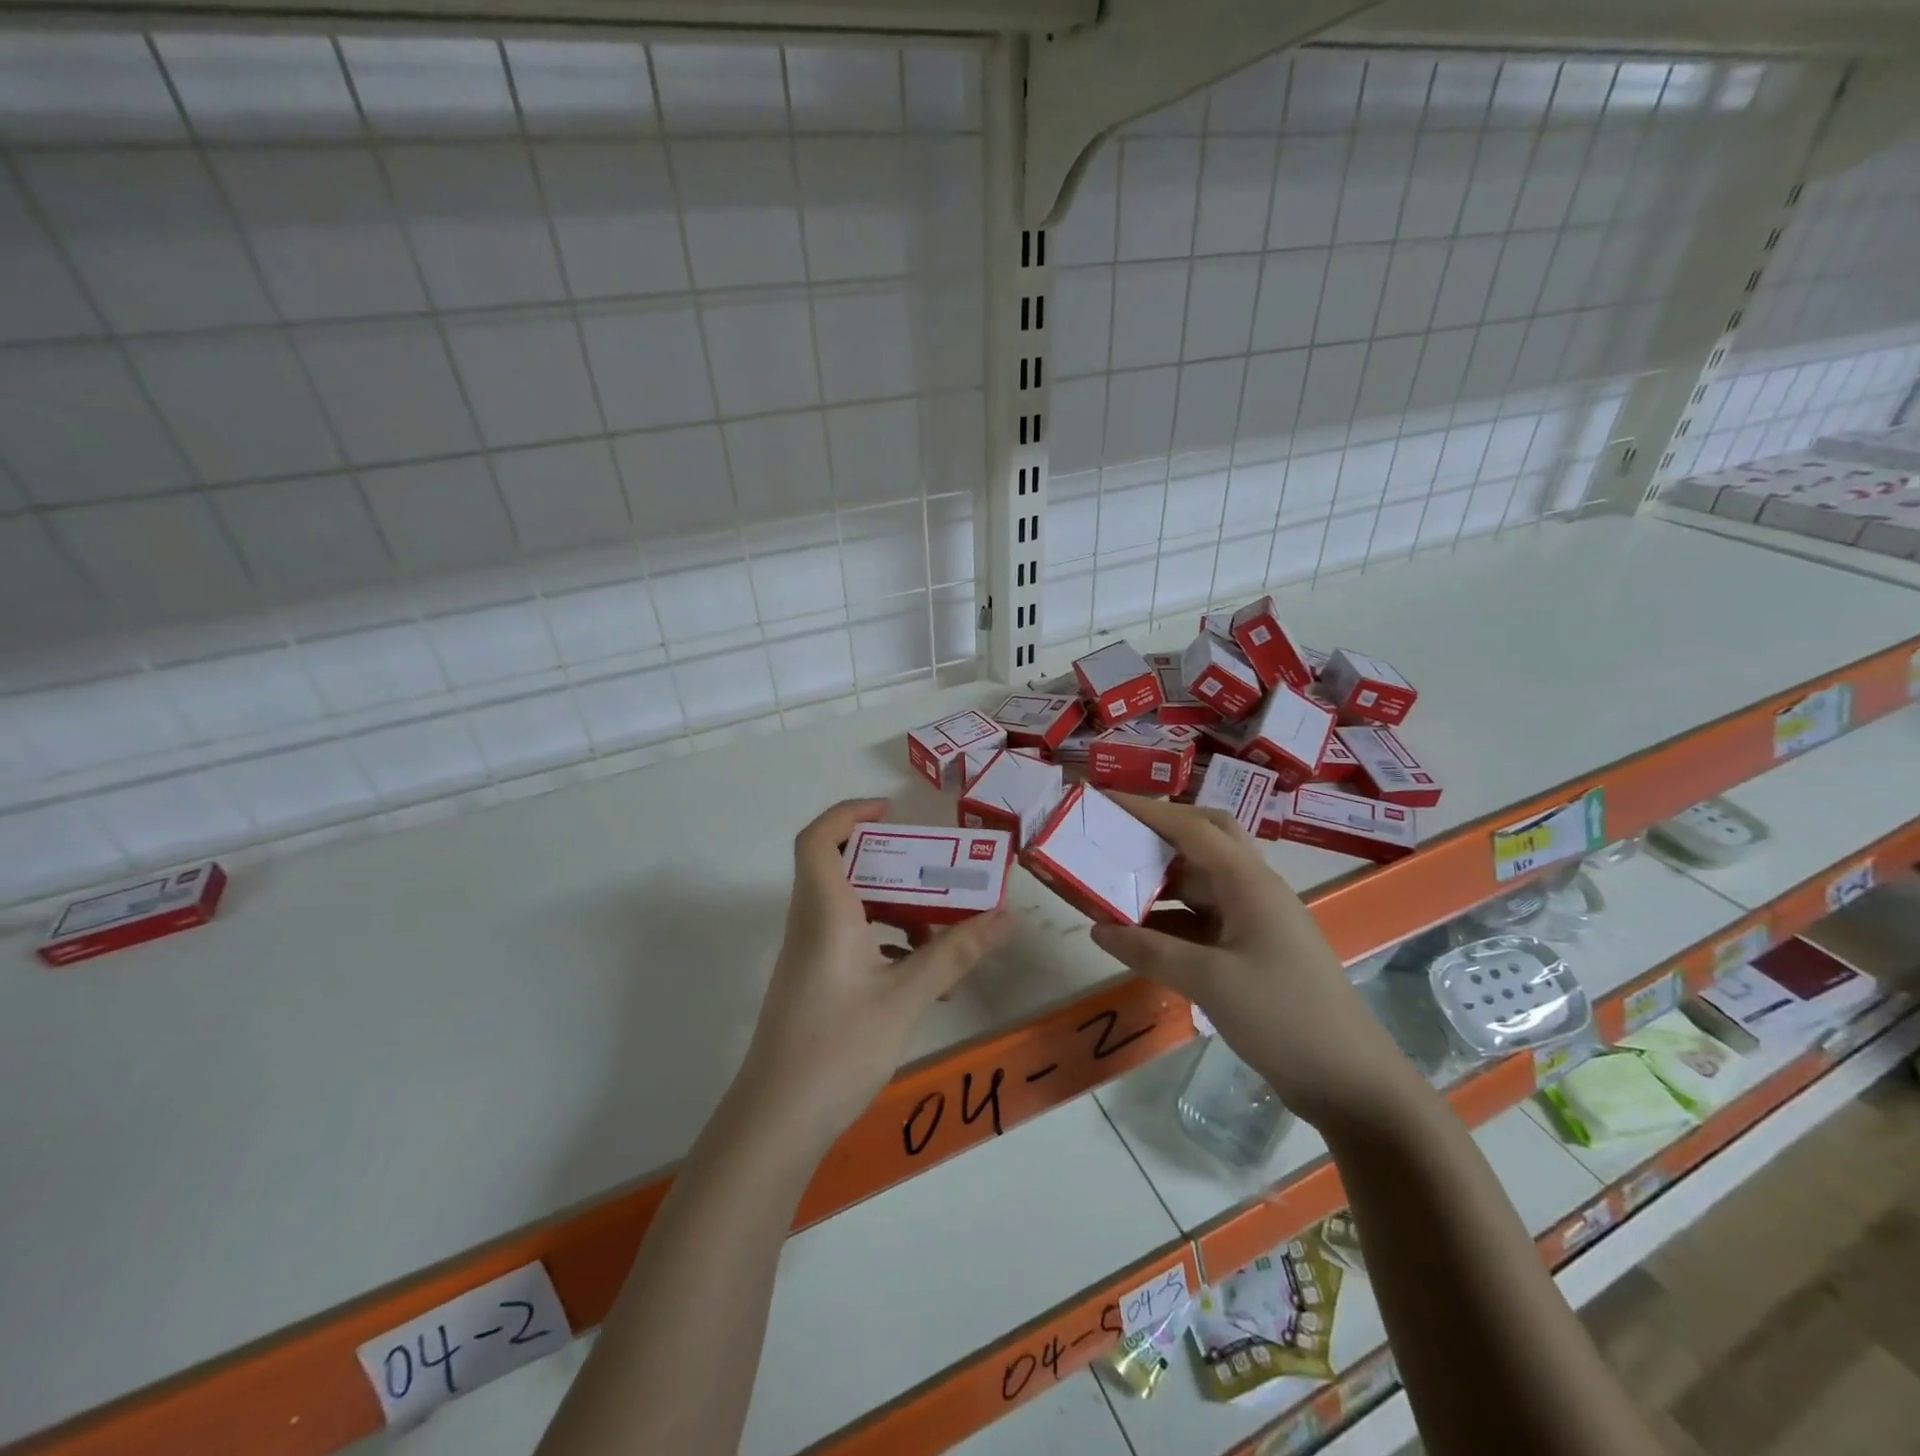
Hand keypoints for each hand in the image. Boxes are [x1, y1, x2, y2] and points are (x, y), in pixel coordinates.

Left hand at [735, 799, 1011, 1151]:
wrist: (777, 1122)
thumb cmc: (837, 1048)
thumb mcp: (905, 998)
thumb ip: (953, 954)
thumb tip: (1004, 916)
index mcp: (825, 913)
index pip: (818, 840)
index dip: (848, 813)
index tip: (892, 812)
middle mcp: (812, 925)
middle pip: (843, 870)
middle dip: (893, 865)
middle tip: (938, 871)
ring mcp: (811, 956)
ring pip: (853, 909)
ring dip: (898, 910)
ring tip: (945, 931)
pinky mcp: (816, 984)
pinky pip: (854, 942)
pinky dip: (889, 943)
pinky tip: (925, 973)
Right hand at [1088, 796, 1407, 1124]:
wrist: (1349, 1081)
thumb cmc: (1283, 1017)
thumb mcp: (1210, 982)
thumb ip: (1150, 951)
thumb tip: (1098, 930)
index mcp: (1250, 882)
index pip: (1192, 827)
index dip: (1147, 809)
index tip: (1104, 799)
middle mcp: (1254, 889)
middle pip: (1205, 840)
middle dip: (1160, 832)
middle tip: (1116, 835)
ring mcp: (1256, 920)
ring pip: (1201, 882)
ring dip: (1161, 880)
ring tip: (1114, 883)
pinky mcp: (1253, 949)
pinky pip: (1204, 919)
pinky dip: (1171, 918)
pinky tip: (1139, 932)